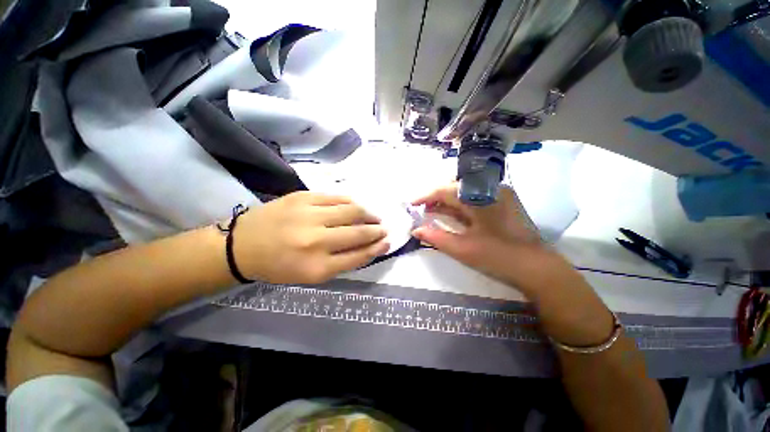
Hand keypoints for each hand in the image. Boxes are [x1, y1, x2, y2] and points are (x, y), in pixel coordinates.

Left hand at [233, 192, 388, 283]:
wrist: (243, 245)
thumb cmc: (279, 266)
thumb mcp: (311, 274)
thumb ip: (342, 262)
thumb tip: (369, 247)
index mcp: (317, 267)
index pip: (359, 256)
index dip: (377, 248)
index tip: (387, 242)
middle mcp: (315, 241)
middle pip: (358, 233)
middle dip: (376, 230)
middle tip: (383, 228)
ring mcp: (308, 215)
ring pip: (351, 211)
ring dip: (368, 214)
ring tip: (373, 216)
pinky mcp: (302, 197)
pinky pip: (336, 197)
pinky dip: (351, 202)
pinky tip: (356, 206)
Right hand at [412, 183, 572, 293]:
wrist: (537, 269)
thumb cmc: (498, 257)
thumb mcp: (462, 248)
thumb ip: (436, 237)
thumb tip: (415, 230)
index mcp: (480, 196)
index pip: (445, 189)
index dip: (425, 196)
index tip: (411, 204)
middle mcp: (490, 189)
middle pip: (455, 188)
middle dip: (435, 198)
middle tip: (421, 209)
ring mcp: (499, 195)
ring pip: (465, 193)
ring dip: (447, 202)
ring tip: (431, 212)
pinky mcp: (503, 204)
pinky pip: (474, 200)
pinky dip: (460, 206)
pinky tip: (450, 215)